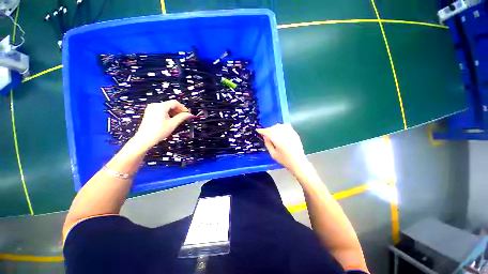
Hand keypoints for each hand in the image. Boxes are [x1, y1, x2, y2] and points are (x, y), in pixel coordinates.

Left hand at [132, 100, 192, 149]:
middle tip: (184, 116)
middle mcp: (155, 105)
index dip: (183, 107)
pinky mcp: (149, 112)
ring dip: (173, 112)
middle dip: (178, 110)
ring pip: (166, 107)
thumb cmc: (158, 132)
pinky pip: (161, 110)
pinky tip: (170, 119)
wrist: (145, 138)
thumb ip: (182, 117)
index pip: (175, 103)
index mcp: (161, 106)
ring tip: (178, 119)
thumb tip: (189, 114)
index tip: (187, 113)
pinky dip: (167, 113)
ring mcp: (151, 109)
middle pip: (170, 104)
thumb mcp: (173, 124)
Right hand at [256, 124, 309, 173]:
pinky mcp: (294, 133)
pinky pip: (286, 126)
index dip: (262, 131)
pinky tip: (280, 130)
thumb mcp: (273, 154)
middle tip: (265, 133)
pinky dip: (281, 126)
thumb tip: (265, 136)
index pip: (268, 132)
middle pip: (273, 128)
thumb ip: (268, 144)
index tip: (258, 130)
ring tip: (272, 132)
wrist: (298, 162)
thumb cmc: (284, 160)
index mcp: (278, 141)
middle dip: (268, 130)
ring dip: (274, 128)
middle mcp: (284, 135)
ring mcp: (290, 133)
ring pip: (279, 126)